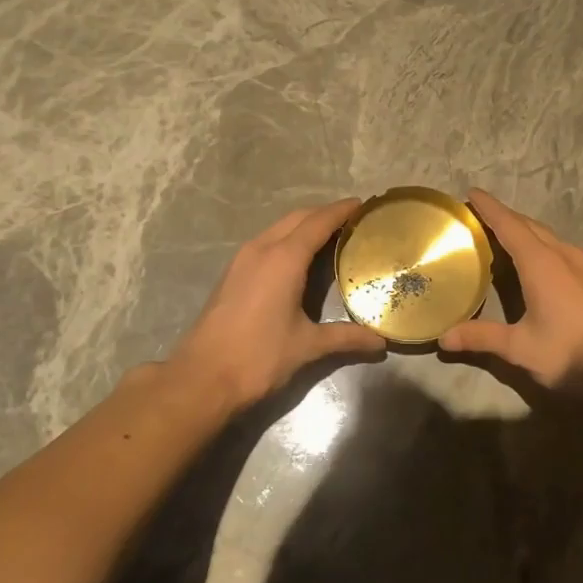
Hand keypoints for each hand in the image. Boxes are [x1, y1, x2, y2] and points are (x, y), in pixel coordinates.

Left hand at [170, 198, 386, 407]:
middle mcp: (261, 249)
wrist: (201, 378)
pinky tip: (299, 260)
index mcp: (284, 259)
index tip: (363, 204)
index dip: (341, 210)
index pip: (319, 222)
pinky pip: (266, 242)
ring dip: (304, 226)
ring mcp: (242, 259)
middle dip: (324, 214)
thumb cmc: (259, 357)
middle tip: (352, 221)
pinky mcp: (232, 274)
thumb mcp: (308, 346)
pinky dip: (287, 240)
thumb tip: (381, 343)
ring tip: (331, 237)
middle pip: (298, 218)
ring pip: (279, 228)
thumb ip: (346, 338)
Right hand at [439, 189, 582, 389]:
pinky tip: (533, 263)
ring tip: (500, 236)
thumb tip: (443, 338)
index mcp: (541, 263)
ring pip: (547, 236)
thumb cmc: (571, 354)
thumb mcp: (521, 348)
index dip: (489, 208)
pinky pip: (559, 249)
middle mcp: (562, 254)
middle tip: (477, 217)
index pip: (509, 225)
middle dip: (503, 217)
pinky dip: (539, 245)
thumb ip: (481, 338)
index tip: (471, 193)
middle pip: (528, 226)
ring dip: (523, 231)